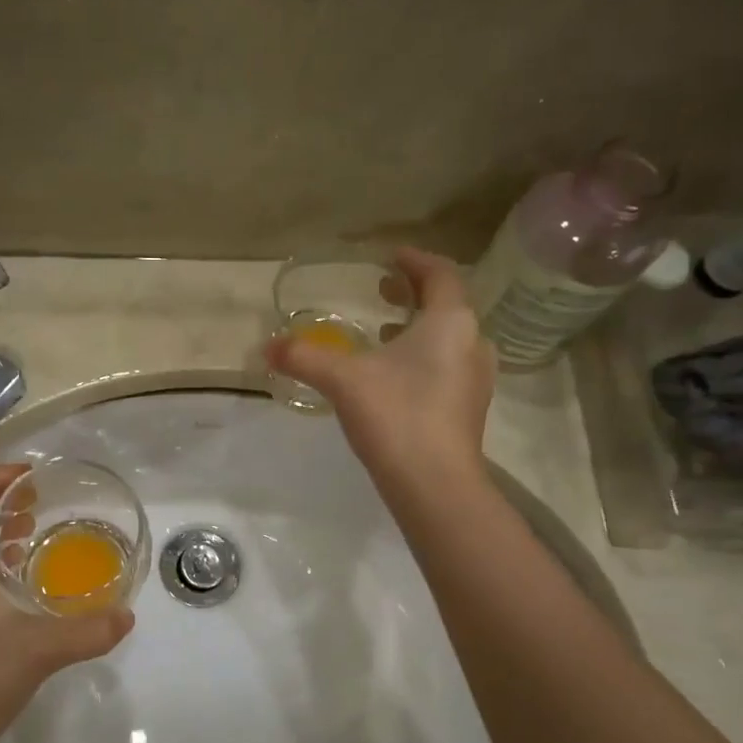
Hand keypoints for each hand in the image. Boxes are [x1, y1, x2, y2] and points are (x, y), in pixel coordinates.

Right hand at [264, 247, 494, 487]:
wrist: (435, 484)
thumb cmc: (396, 415)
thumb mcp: (343, 380)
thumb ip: (304, 357)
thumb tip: (268, 347)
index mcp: (450, 322)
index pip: (440, 274)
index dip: (414, 260)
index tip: (389, 257)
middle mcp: (472, 343)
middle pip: (446, 304)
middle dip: (413, 293)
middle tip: (382, 290)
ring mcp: (475, 378)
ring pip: (447, 338)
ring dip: (417, 328)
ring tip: (382, 331)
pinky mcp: (467, 408)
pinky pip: (446, 366)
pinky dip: (421, 357)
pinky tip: (392, 376)